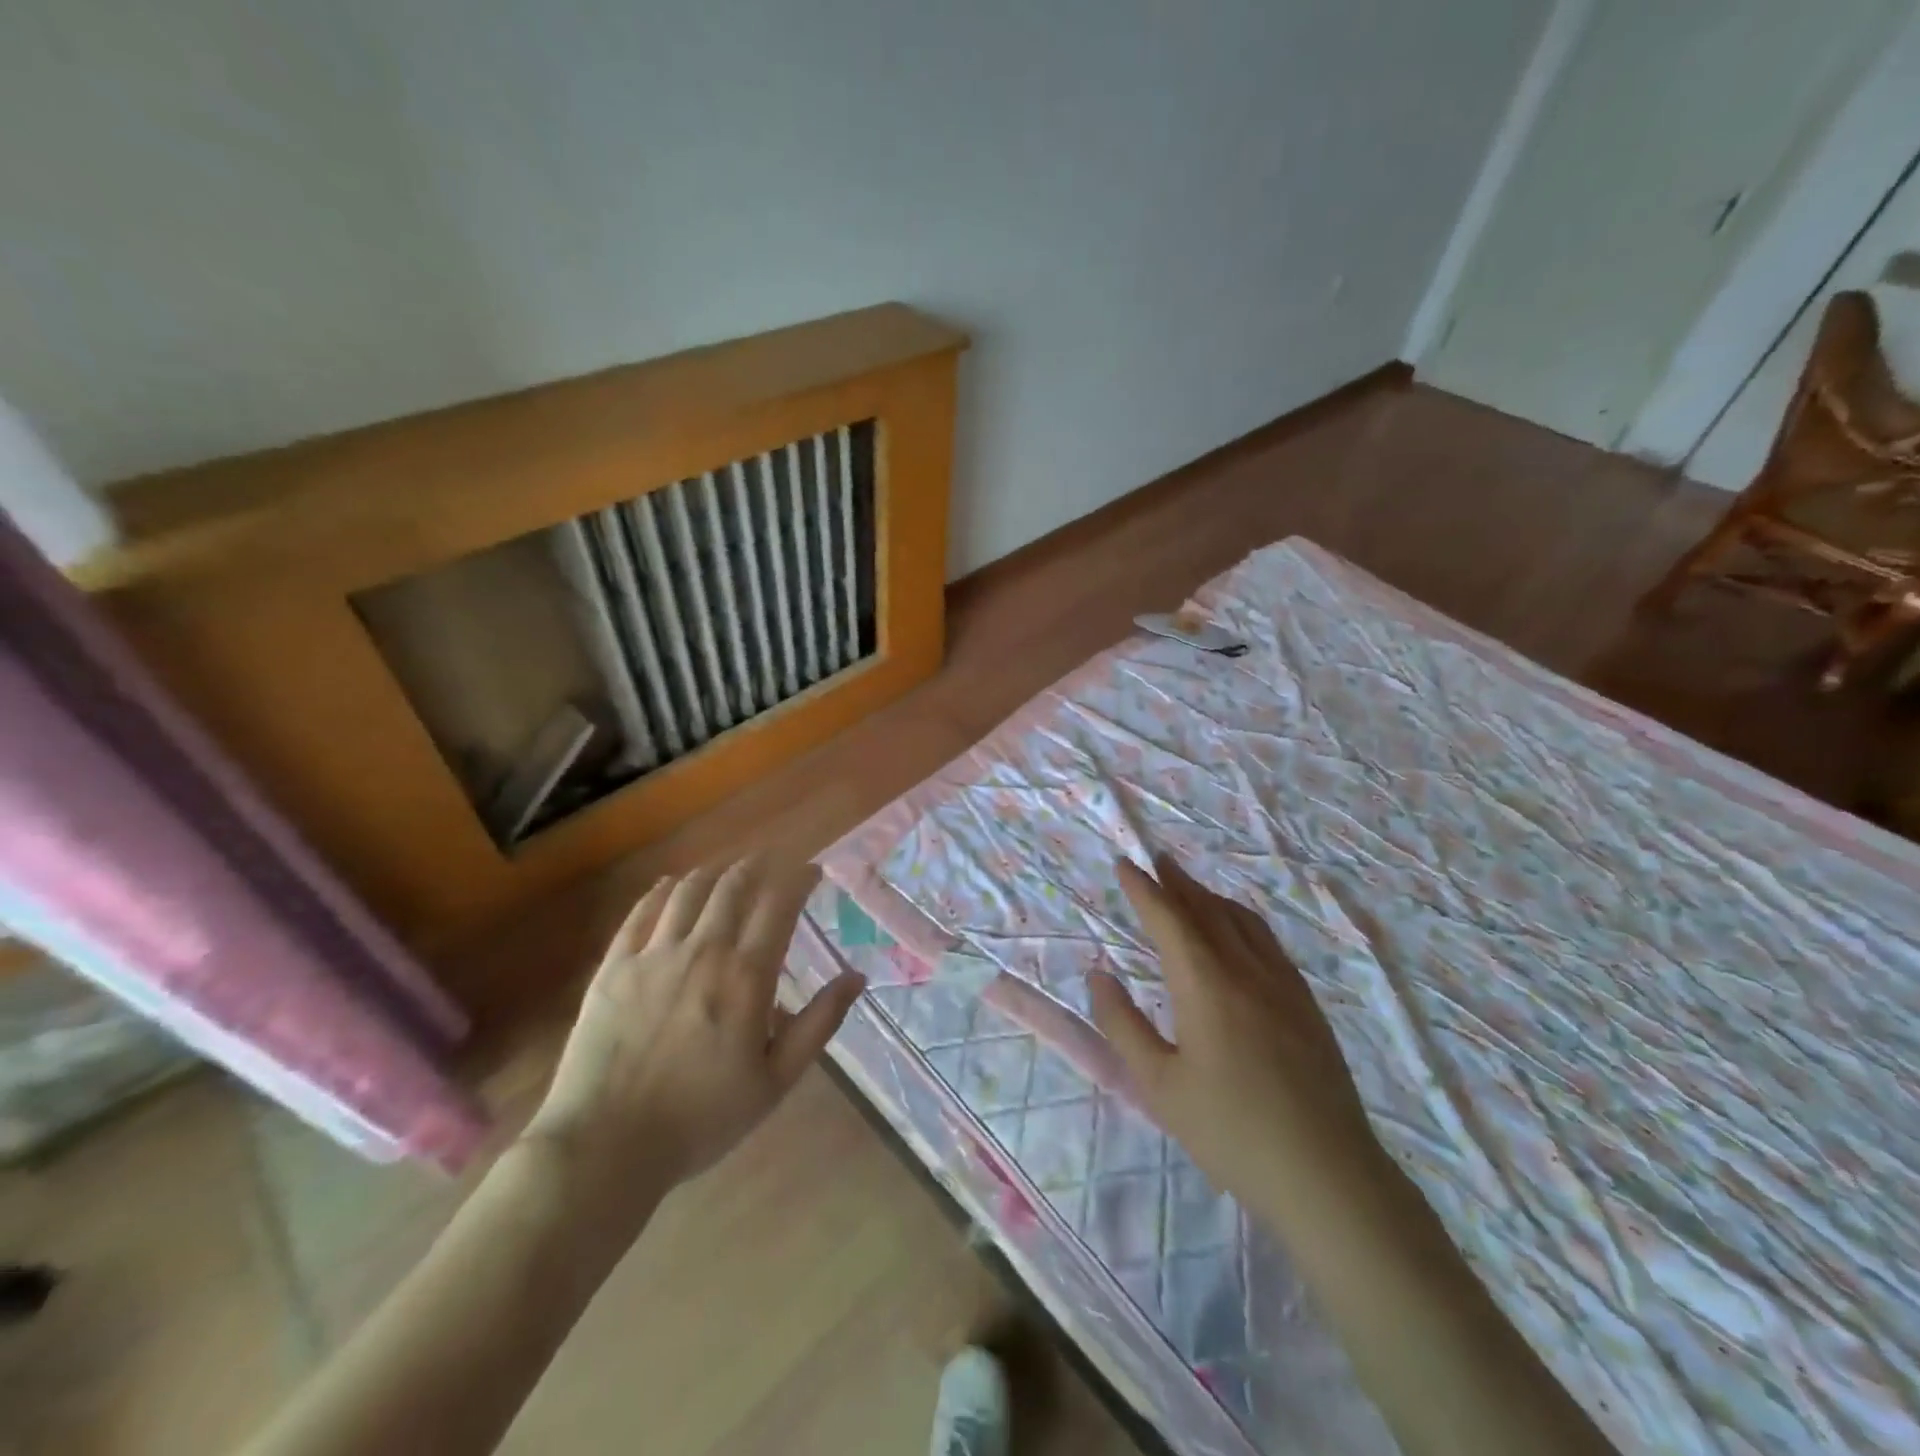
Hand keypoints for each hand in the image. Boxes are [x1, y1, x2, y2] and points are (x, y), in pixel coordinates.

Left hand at [524, 856, 864, 1219]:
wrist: (606, 1146)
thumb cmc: (702, 1117)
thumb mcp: (776, 1080)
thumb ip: (819, 1023)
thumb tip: (856, 977)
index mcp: (746, 975)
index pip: (779, 904)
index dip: (799, 878)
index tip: (812, 872)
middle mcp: (703, 950)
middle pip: (733, 886)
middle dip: (758, 864)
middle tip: (771, 860)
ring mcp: (653, 955)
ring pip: (688, 891)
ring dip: (713, 871)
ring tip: (726, 868)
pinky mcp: (614, 967)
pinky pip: (640, 913)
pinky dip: (661, 891)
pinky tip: (670, 885)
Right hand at [1088, 855, 1384, 1212]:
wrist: (1328, 1176)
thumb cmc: (1231, 1132)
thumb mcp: (1159, 1086)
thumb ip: (1123, 1025)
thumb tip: (1099, 975)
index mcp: (1206, 985)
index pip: (1169, 920)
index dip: (1144, 889)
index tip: (1126, 864)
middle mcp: (1246, 970)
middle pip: (1207, 910)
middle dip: (1178, 882)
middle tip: (1157, 861)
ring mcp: (1283, 985)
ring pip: (1243, 921)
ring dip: (1211, 897)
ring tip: (1191, 888)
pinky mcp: (1307, 1004)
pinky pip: (1268, 942)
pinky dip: (1242, 920)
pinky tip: (1239, 933)